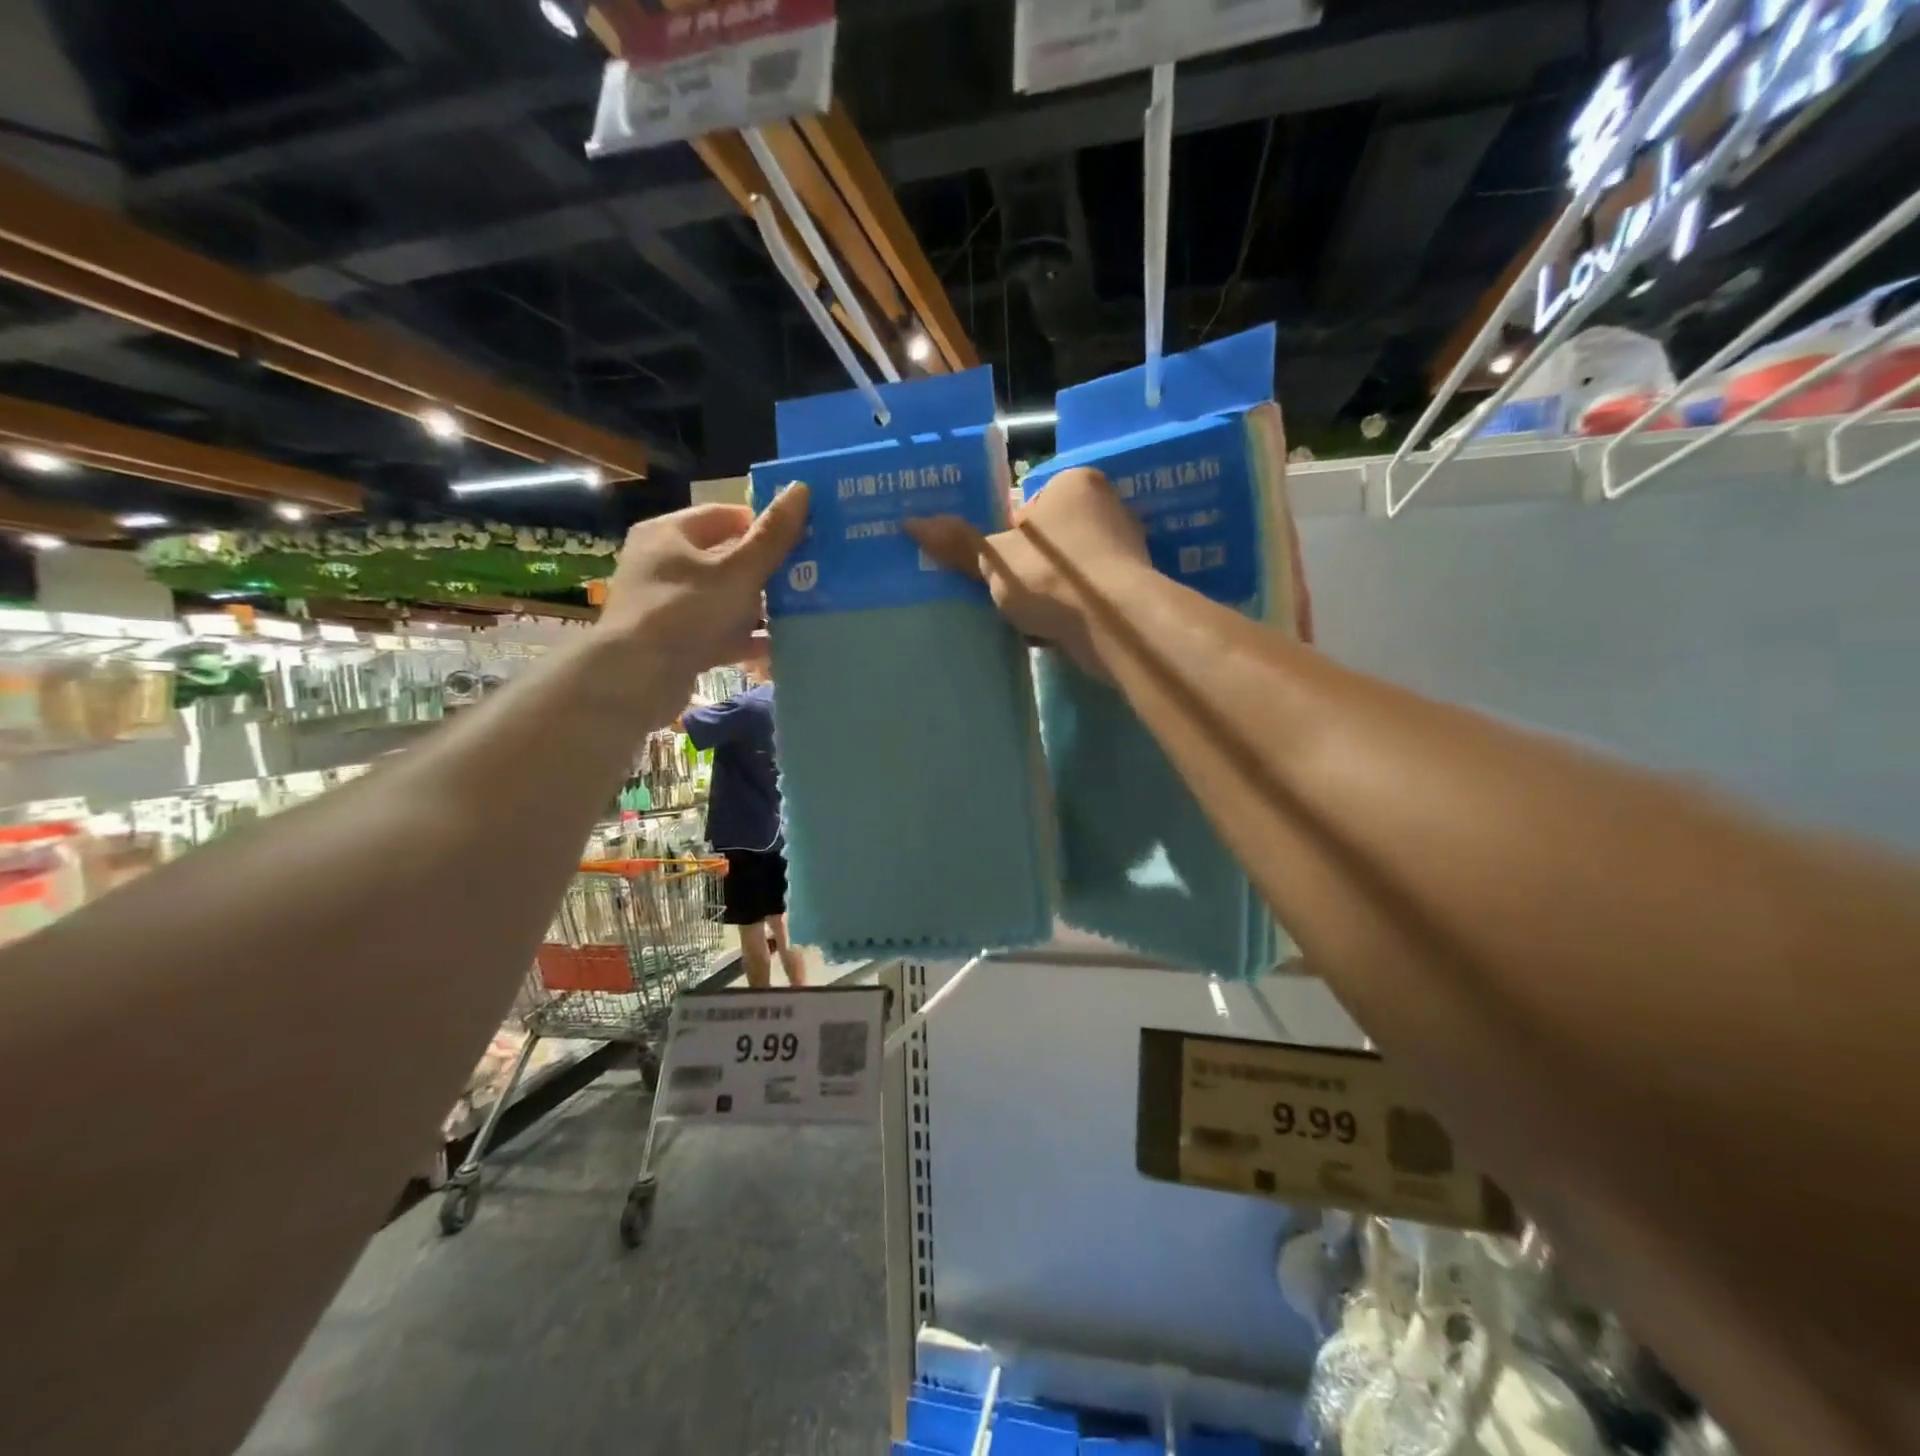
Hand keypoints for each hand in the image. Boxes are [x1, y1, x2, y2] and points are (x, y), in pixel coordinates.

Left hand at [599, 484, 807, 685]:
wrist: (637, 677)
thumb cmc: (687, 610)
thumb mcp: (738, 571)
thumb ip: (772, 536)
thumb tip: (801, 488)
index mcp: (670, 533)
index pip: (724, 516)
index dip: (762, 525)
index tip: (797, 540)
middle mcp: (663, 564)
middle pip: (724, 559)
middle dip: (764, 570)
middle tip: (804, 578)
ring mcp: (666, 604)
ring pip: (722, 598)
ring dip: (757, 607)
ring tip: (798, 612)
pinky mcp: (673, 641)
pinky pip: (717, 632)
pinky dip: (743, 638)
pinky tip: (775, 647)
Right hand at [904, 467, 1148, 676]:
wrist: (1116, 625)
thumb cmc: (1052, 577)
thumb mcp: (994, 559)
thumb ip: (957, 544)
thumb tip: (910, 524)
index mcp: (1075, 482)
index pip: (1028, 504)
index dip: (1004, 535)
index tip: (992, 566)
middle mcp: (1107, 506)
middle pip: (1049, 537)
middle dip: (1027, 565)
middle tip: (1003, 592)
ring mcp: (1124, 547)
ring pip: (1068, 569)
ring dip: (1047, 590)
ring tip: (1025, 615)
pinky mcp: (1132, 586)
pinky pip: (1087, 593)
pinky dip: (1070, 608)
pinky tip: (1052, 628)